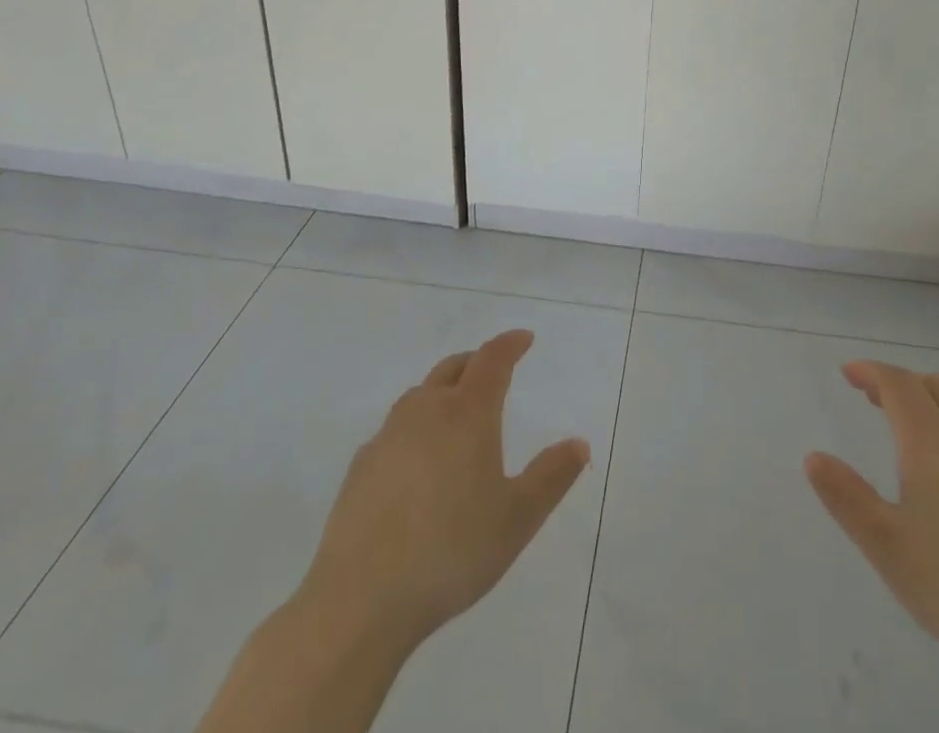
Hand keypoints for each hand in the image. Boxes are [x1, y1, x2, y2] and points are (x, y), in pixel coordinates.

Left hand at [300, 328, 591, 650]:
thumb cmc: (452, 551)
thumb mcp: (517, 518)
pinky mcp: (360, 468)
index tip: (523, 339)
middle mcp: (426, 411)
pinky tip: (415, 463)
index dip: (509, 344)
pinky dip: (413, 429)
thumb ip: (551, 477)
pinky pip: (394, 431)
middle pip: (453, 368)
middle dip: (475, 362)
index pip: (492, 360)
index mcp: (468, 413)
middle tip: (491, 371)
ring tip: (455, 414)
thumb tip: (579, 444)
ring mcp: (387, 437)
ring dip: (442, 392)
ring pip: (419, 396)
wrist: (360, 599)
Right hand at [804, 361, 938, 673]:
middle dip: (899, 382)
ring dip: (926, 403)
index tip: (848, 374)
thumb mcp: (885, 544)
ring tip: (902, 428)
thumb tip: (813, 458)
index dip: (871, 372)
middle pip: (932, 386)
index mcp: (931, 441)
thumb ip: (846, 496)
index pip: (898, 384)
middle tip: (872, 397)